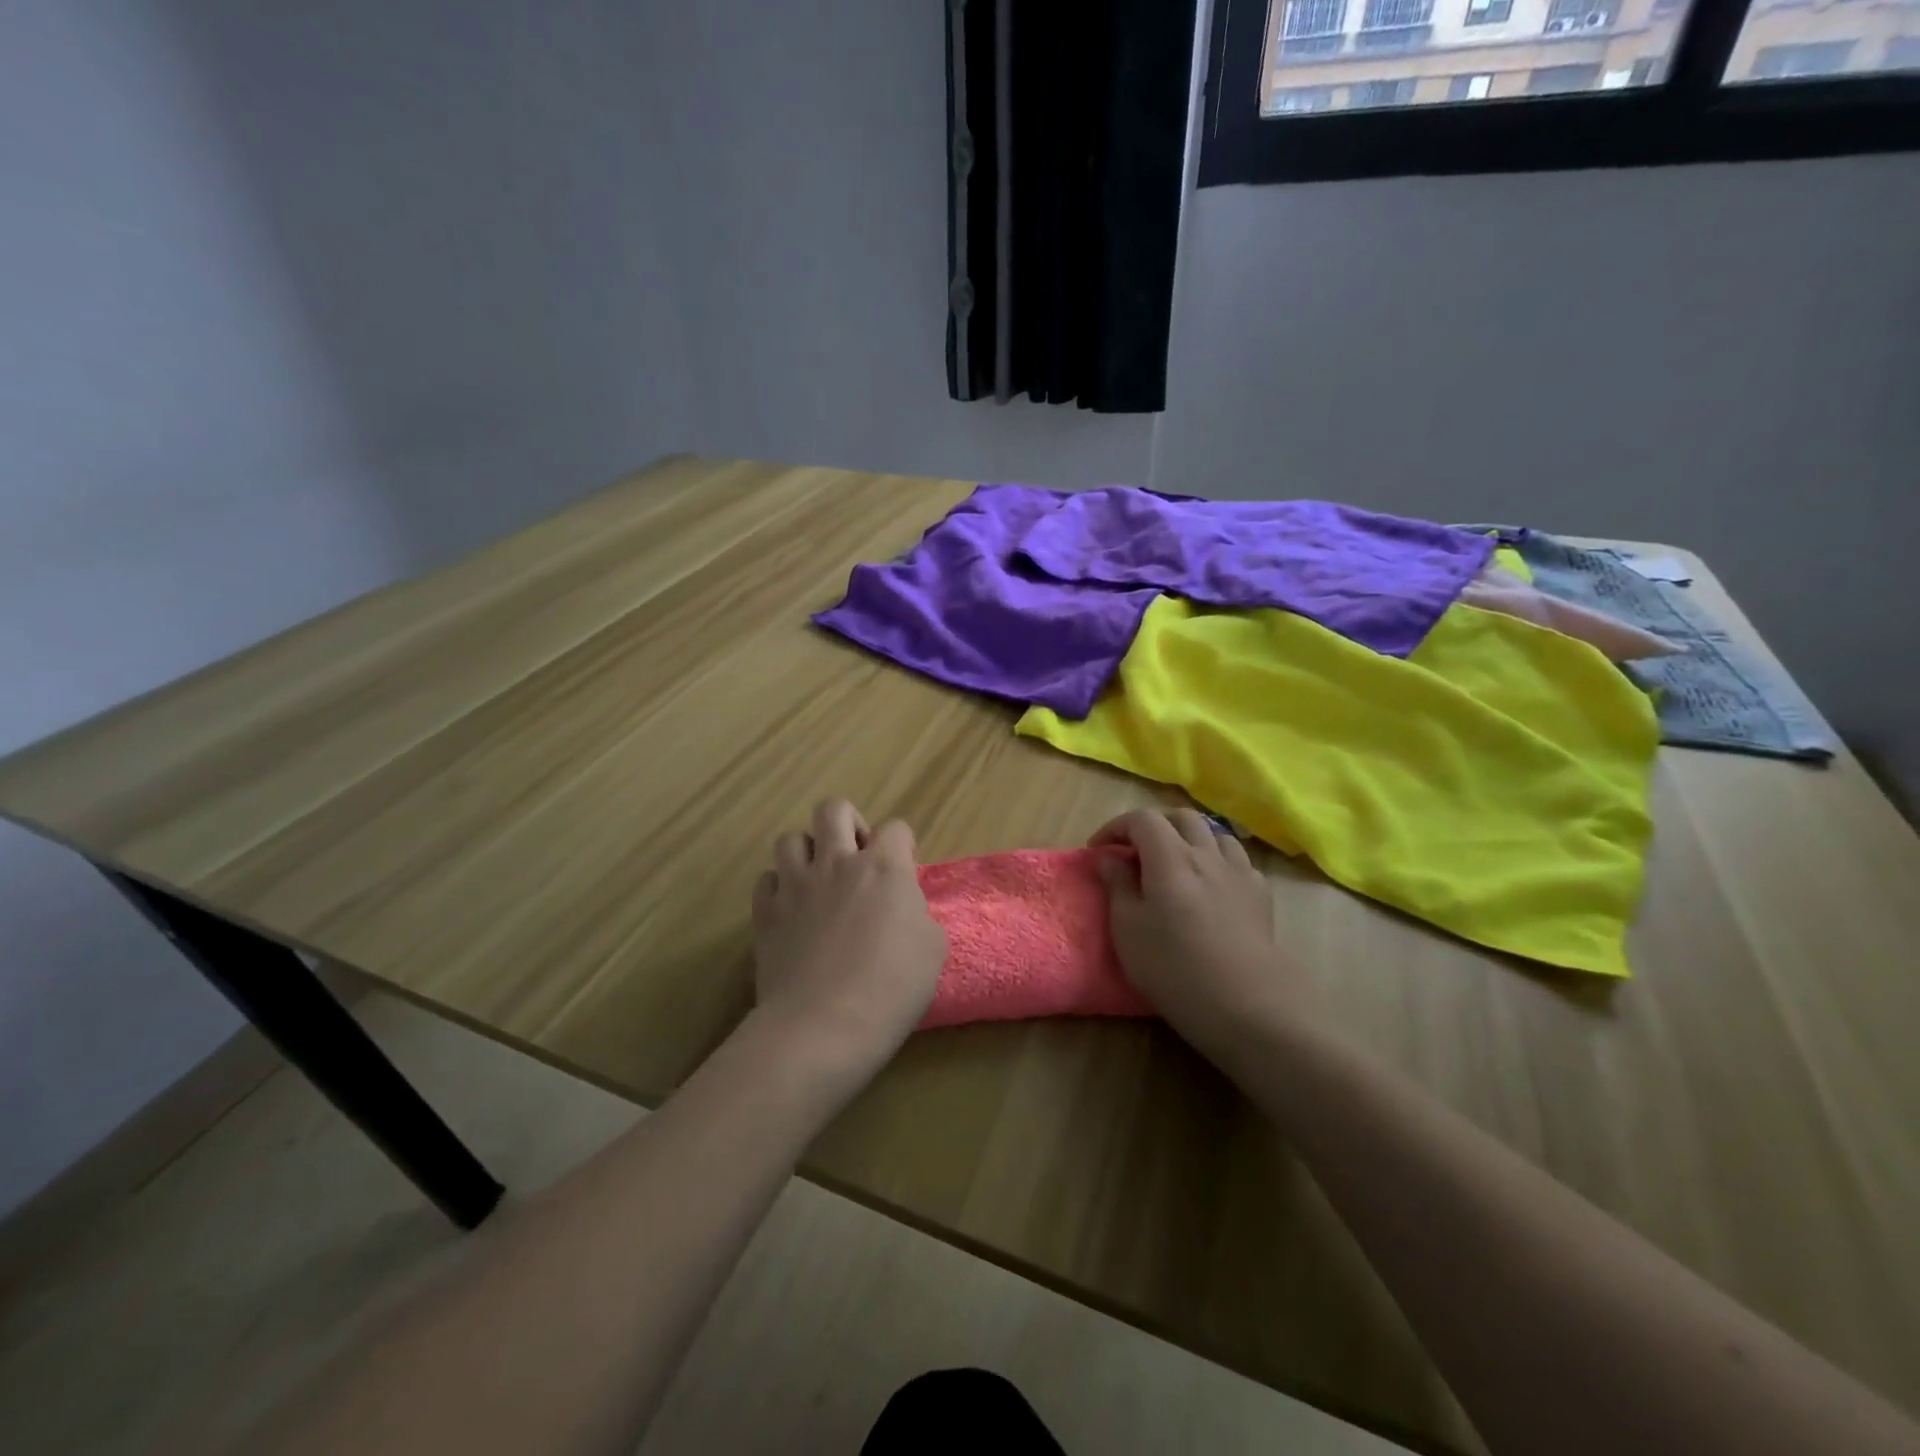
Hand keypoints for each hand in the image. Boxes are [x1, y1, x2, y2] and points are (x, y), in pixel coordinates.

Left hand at [750, 799, 947, 1076]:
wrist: (823, 1026)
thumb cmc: (891, 988)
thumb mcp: (931, 948)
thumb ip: (916, 913)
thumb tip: (901, 906)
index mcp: (884, 867)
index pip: (896, 828)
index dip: (902, 846)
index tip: (903, 872)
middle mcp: (837, 863)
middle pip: (834, 809)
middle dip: (848, 823)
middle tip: (856, 858)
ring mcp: (796, 885)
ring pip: (791, 838)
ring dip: (807, 852)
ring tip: (818, 880)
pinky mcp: (765, 912)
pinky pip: (766, 879)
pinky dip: (779, 887)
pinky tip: (790, 909)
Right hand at [1090, 808, 1309, 1052]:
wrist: (1246, 1003)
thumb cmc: (1173, 967)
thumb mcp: (1127, 928)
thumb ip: (1117, 885)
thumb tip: (1110, 857)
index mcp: (1169, 857)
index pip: (1141, 819)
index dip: (1116, 827)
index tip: (1099, 850)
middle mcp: (1206, 853)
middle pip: (1180, 817)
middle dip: (1153, 826)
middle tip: (1135, 851)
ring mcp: (1238, 871)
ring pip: (1213, 832)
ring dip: (1189, 837)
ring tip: (1174, 861)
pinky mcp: (1260, 894)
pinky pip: (1236, 859)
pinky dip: (1216, 859)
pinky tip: (1211, 883)